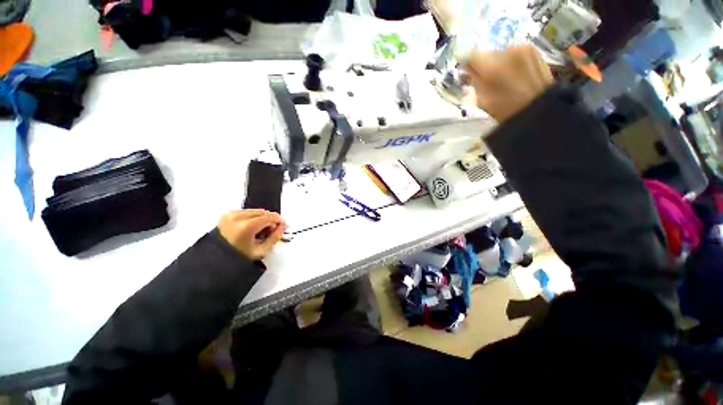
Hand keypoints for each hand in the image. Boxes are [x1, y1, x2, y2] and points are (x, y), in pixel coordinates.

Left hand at [217, 209, 286, 260]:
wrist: (214, 262)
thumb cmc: (235, 259)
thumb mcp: (261, 251)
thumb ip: (275, 237)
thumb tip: (282, 228)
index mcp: (246, 226)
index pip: (270, 216)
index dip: (280, 221)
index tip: (284, 225)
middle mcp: (237, 217)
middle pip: (263, 212)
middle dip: (271, 220)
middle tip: (274, 230)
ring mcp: (230, 215)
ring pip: (255, 211)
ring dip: (262, 219)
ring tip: (262, 232)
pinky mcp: (226, 216)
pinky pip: (246, 212)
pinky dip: (253, 218)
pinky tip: (253, 229)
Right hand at [466, 45, 553, 122]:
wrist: (540, 107)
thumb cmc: (507, 110)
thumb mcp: (483, 101)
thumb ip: (474, 82)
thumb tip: (468, 70)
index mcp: (491, 68)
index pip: (470, 55)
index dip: (466, 64)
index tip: (467, 72)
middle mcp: (506, 52)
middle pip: (486, 53)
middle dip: (483, 65)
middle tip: (486, 79)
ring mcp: (522, 48)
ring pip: (500, 53)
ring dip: (498, 63)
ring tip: (503, 78)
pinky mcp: (533, 49)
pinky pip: (513, 53)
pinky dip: (511, 62)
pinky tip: (516, 74)